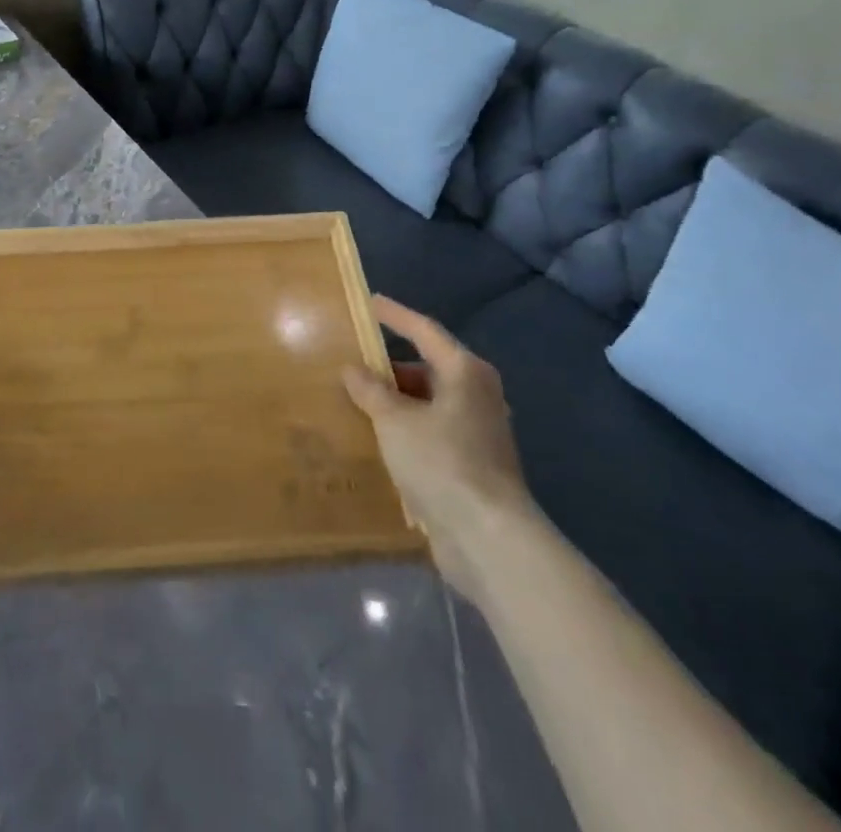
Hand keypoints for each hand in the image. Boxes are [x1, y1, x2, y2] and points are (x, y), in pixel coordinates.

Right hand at [344, 295, 532, 579]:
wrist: (488, 537)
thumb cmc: (442, 462)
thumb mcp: (395, 421)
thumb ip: (371, 391)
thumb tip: (353, 369)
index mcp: (465, 372)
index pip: (424, 330)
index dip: (395, 315)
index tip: (370, 302)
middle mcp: (477, 394)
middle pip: (428, 368)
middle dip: (391, 367)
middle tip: (353, 364)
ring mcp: (478, 431)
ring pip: (429, 403)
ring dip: (397, 402)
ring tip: (359, 402)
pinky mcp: (473, 463)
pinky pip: (432, 432)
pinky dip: (407, 429)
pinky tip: (379, 439)